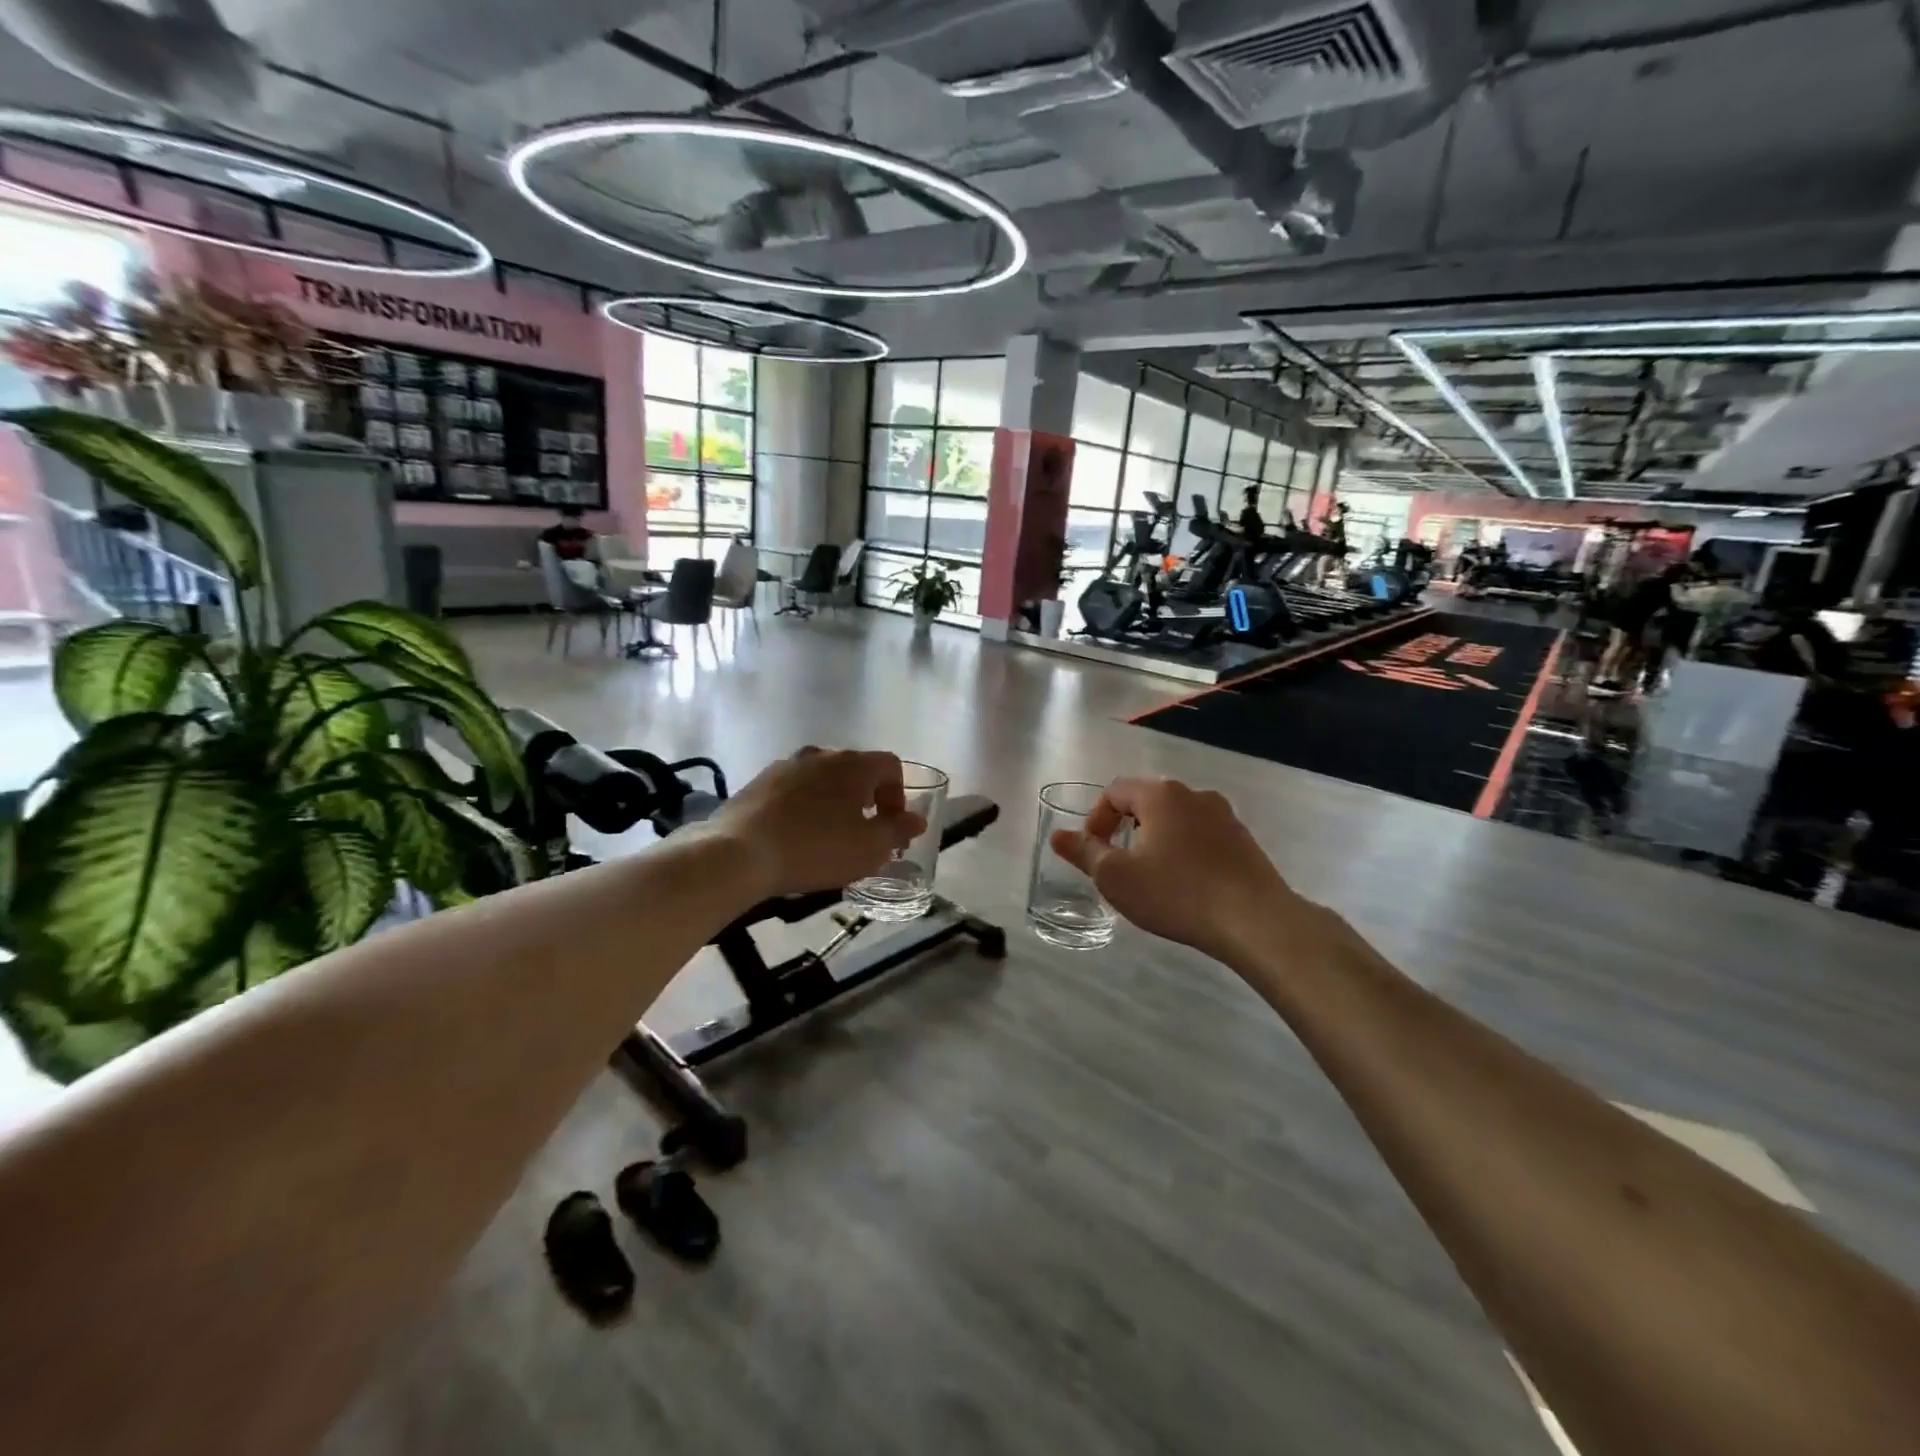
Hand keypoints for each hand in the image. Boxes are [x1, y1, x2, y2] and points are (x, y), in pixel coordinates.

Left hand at [703, 748, 926, 900]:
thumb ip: (898, 830)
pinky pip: (793, 790)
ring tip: (828, 837)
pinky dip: (803, 807)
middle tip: (863, 833)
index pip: (890, 766)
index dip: (898, 795)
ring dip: (833, 802)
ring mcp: (786, 765)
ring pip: (822, 779)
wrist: (739, 854)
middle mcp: (821, 755)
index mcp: (853, 764)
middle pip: (856, 770)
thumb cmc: (816, 849)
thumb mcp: (869, 848)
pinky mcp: (758, 782)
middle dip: (866, 799)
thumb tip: (915, 819)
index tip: (890, 826)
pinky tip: (795, 837)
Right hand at [1049, 777, 1308, 965]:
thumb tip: (1057, 836)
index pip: (1115, 791)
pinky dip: (1184, 849)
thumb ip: (1084, 853)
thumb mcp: (1116, 877)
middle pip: (1147, 801)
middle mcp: (1193, 794)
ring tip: (1151, 875)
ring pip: (1176, 818)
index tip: (1093, 851)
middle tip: (1118, 863)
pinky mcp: (1243, 839)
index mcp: (1160, 794)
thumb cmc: (1176, 893)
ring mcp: (1223, 814)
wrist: (1255, 920)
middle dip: (1125, 827)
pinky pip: (1201, 834)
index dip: (1096, 818)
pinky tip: (1185, 883)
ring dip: (1156, 838)